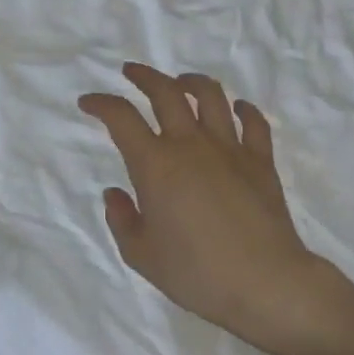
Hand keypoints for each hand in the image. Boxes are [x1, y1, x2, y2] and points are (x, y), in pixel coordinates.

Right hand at [80, 63, 329, 354]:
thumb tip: (115, 193)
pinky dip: (243, 110)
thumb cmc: (197, 273)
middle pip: (166, 93)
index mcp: (156, 165)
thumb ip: (122, 220)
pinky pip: (254, 122)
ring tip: (181, 82)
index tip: (89, 102)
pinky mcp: (261, 160)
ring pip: (211, 96)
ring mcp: (230, 148)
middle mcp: (191, 145)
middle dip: (144, 77)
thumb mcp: (142, 256)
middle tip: (131, 72)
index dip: (101, 104)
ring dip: (191, 82)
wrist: (264, 282)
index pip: (121, 118)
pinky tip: (236, 109)